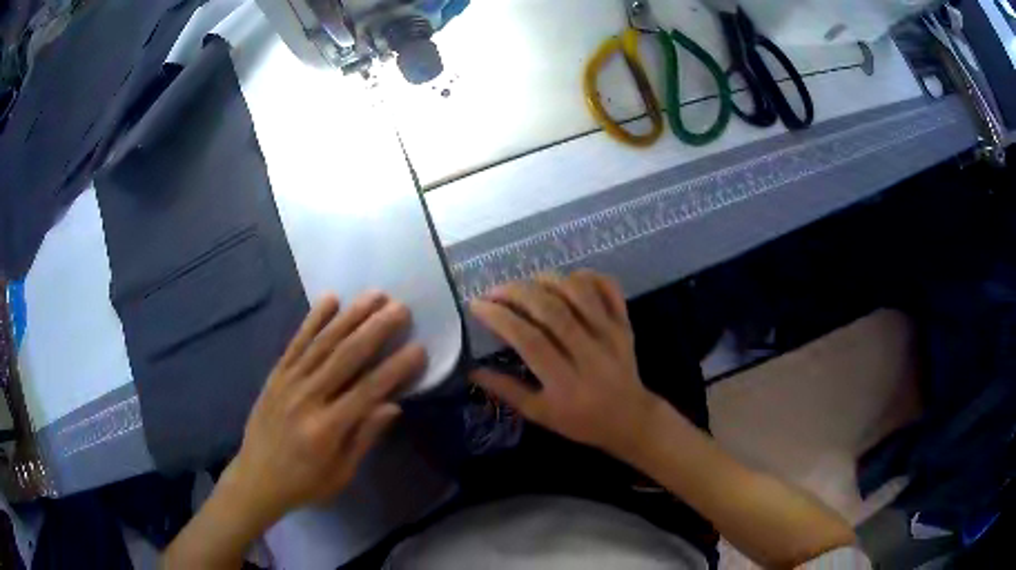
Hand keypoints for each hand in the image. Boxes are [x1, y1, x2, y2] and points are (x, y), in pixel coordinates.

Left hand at [225, 292, 426, 525]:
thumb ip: (364, 437)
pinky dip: (314, 319)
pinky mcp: (276, 374)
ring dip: (350, 316)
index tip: (419, 348)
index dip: (395, 369)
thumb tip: (393, 405)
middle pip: (345, 357)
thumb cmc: (305, 483)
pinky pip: (296, 342)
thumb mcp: (341, 473)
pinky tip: (330, 299)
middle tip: (400, 308)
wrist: (256, 478)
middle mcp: (307, 398)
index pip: (368, 391)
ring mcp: (288, 382)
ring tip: (374, 295)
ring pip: (323, 342)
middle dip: (375, 330)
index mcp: (326, 428)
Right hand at [470, 271, 661, 456]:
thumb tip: (472, 370)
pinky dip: (588, 276)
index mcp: (565, 382)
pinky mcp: (625, 324)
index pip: (528, 340)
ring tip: (528, 283)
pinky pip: (609, 289)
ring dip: (549, 280)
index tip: (477, 305)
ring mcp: (611, 335)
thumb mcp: (539, 414)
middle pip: (552, 310)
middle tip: (495, 290)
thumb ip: (506, 391)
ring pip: (580, 293)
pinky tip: (567, 280)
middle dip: (518, 292)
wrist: (630, 419)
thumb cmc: (580, 421)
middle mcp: (589, 353)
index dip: (500, 318)